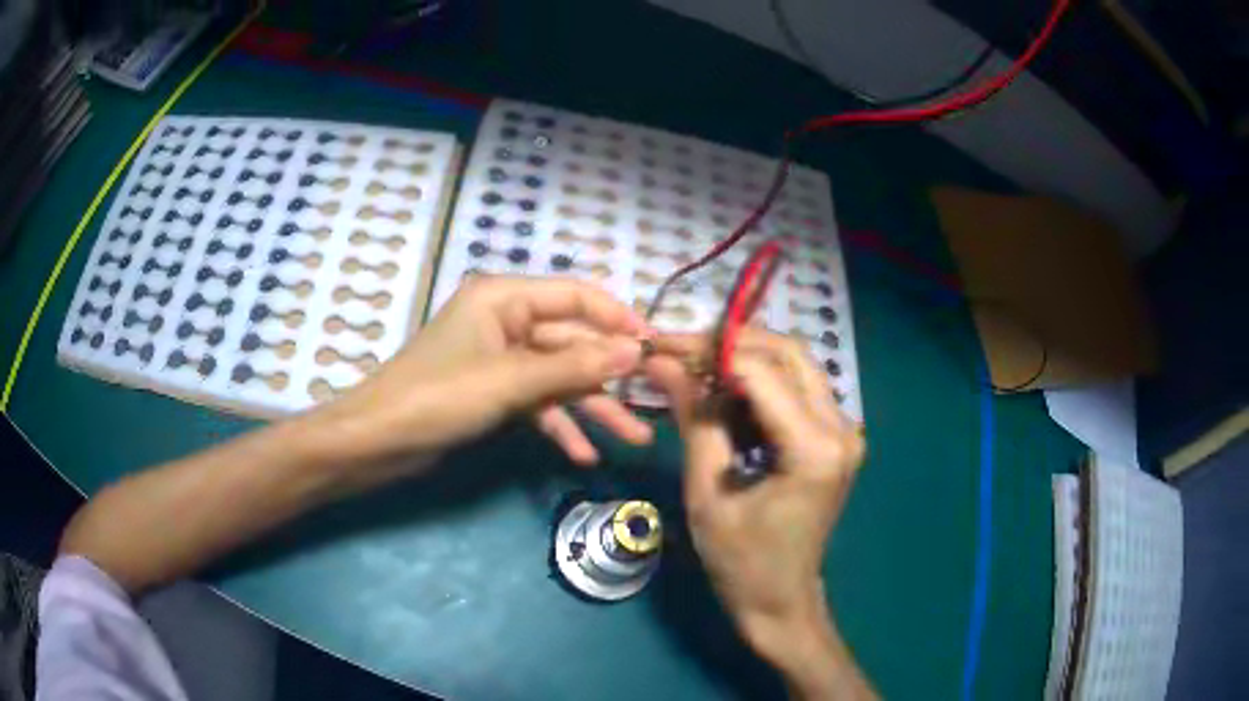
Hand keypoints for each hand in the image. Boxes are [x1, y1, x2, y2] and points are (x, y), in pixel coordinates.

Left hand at [317, 275, 654, 469]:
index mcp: (504, 298)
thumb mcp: (510, 381)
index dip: (619, 320)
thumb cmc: (437, 398)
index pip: (576, 297)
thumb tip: (636, 351)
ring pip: (559, 378)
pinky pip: (537, 403)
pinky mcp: (494, 393)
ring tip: (632, 439)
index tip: (656, 348)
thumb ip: (574, 365)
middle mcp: (506, 321)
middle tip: (652, 405)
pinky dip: (559, 427)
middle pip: (572, 343)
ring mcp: (501, 360)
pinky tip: (583, 454)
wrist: (377, 442)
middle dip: (609, 378)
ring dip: (592, 409)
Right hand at [646, 329, 872, 697]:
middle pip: (788, 354)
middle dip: (732, 345)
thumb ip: (694, 418)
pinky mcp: (836, 438)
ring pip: (796, 366)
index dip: (709, 352)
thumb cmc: (740, 560)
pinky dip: (761, 383)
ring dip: (746, 360)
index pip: (760, 371)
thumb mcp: (707, 492)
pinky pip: (799, 390)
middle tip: (682, 352)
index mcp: (814, 449)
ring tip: (698, 371)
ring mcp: (844, 432)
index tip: (664, 347)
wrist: (780, 600)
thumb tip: (664, 362)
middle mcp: (841, 429)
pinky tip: (726, 396)